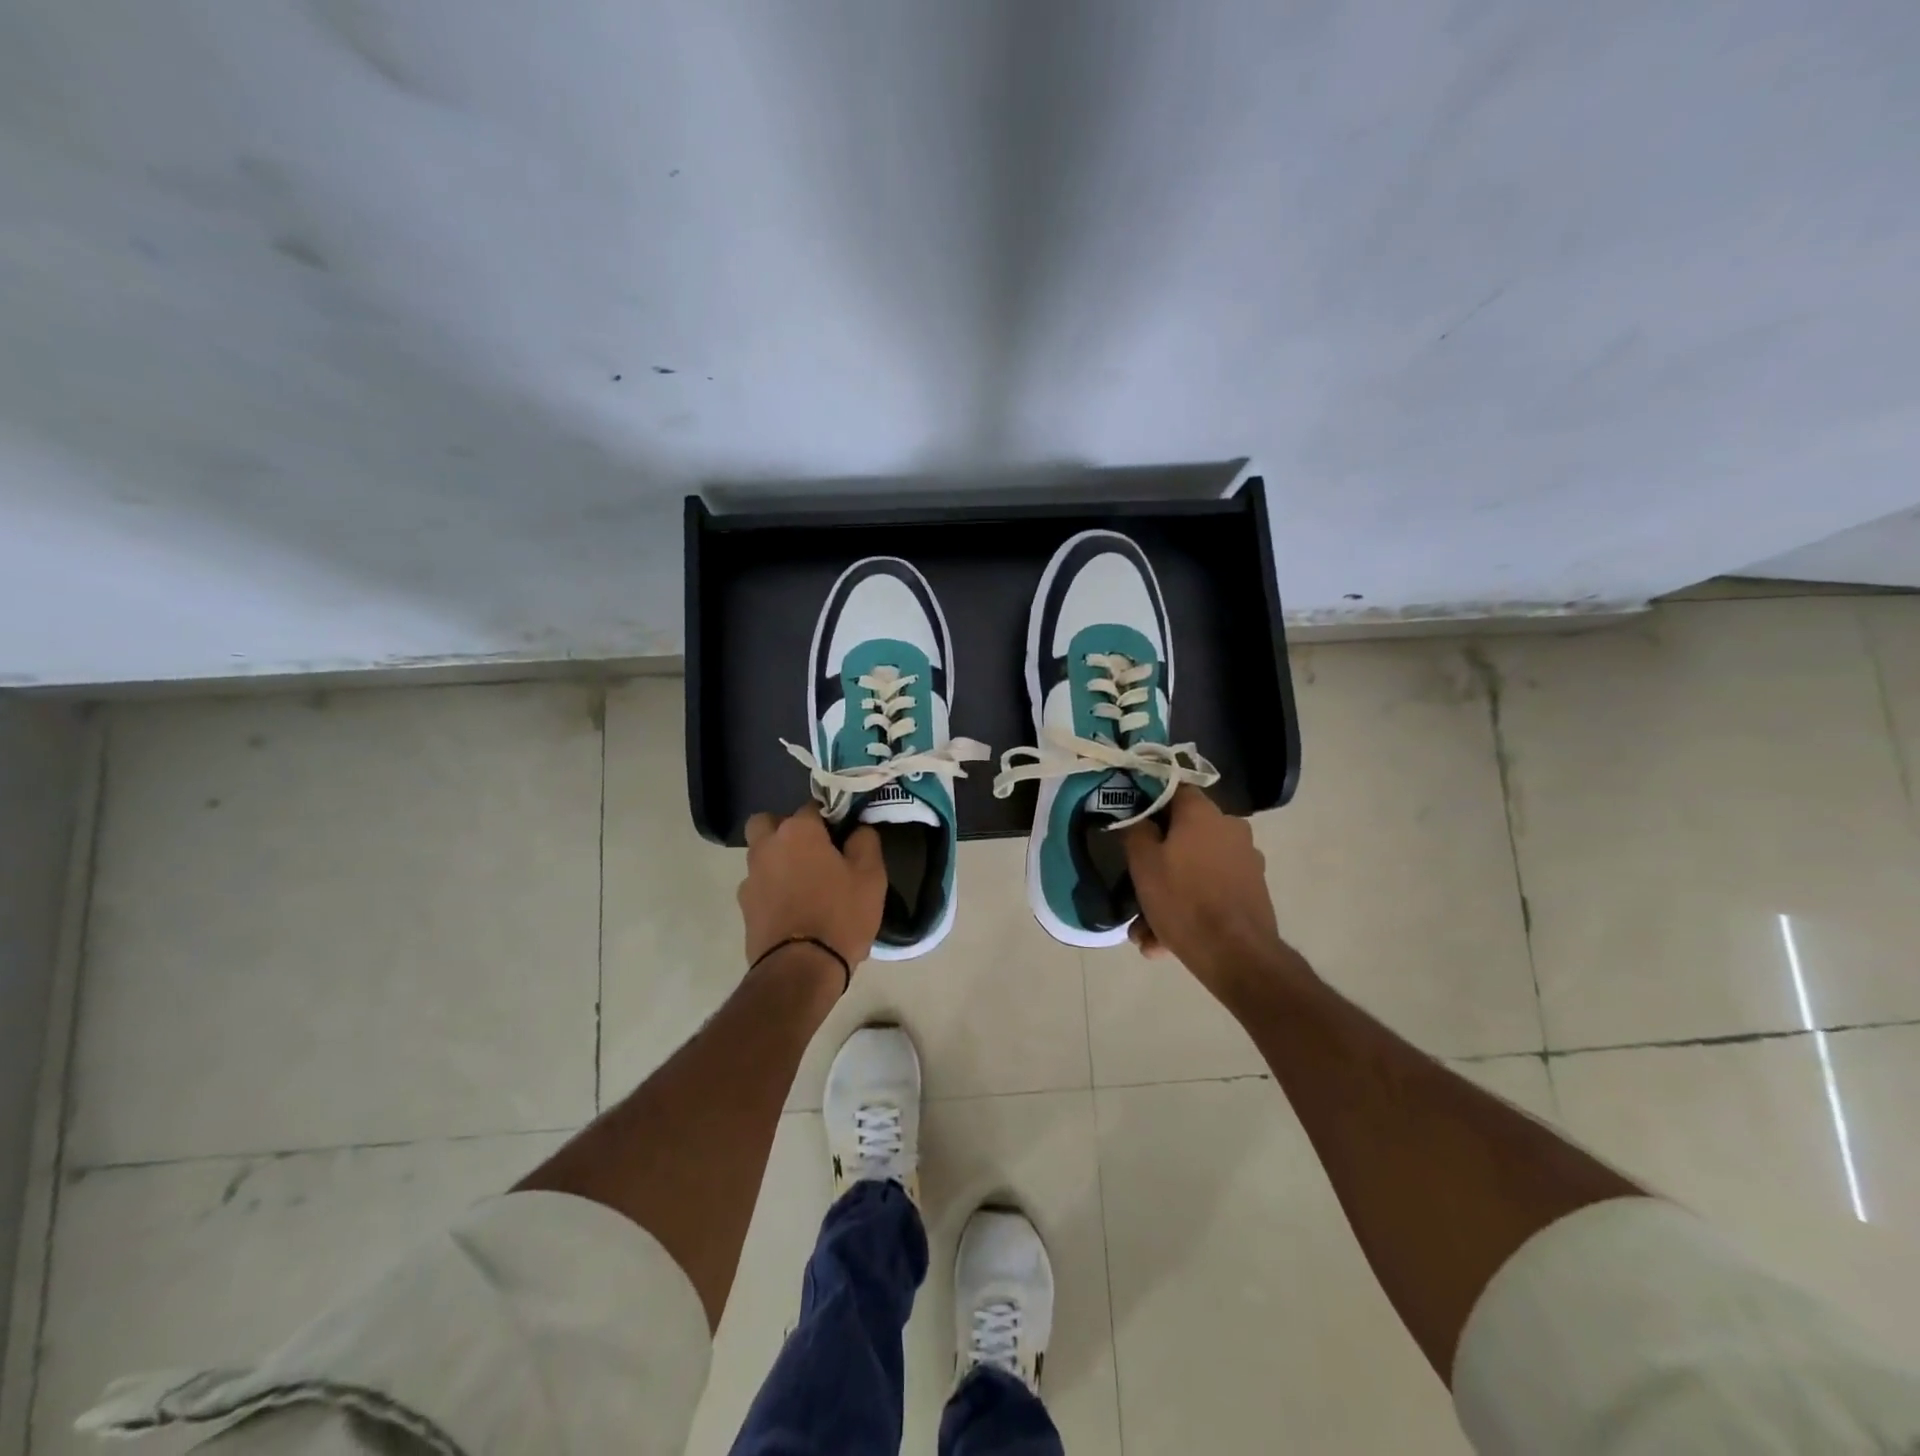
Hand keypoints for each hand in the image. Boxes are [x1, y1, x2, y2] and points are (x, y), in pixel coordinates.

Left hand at [739, 806, 886, 975]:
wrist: (800, 969)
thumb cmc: (840, 915)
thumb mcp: (871, 876)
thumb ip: (865, 842)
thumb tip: (857, 830)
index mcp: (799, 832)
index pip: (812, 807)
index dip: (828, 819)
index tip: (842, 836)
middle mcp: (767, 846)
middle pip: (767, 823)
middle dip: (784, 829)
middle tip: (810, 850)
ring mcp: (750, 878)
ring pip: (760, 855)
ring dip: (776, 861)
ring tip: (803, 884)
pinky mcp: (744, 907)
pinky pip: (759, 886)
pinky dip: (772, 890)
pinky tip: (792, 909)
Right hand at [1120, 786, 1305, 1000]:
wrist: (1237, 955)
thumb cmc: (1184, 900)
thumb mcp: (1143, 864)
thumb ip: (1136, 831)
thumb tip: (1138, 818)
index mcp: (1204, 814)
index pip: (1174, 790)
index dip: (1150, 803)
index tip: (1132, 823)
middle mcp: (1230, 829)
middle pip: (1183, 835)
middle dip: (1157, 863)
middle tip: (1135, 888)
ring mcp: (1246, 861)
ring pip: (1194, 870)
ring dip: (1169, 895)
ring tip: (1146, 933)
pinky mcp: (1252, 892)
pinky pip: (1211, 892)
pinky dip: (1190, 909)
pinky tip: (1166, 942)